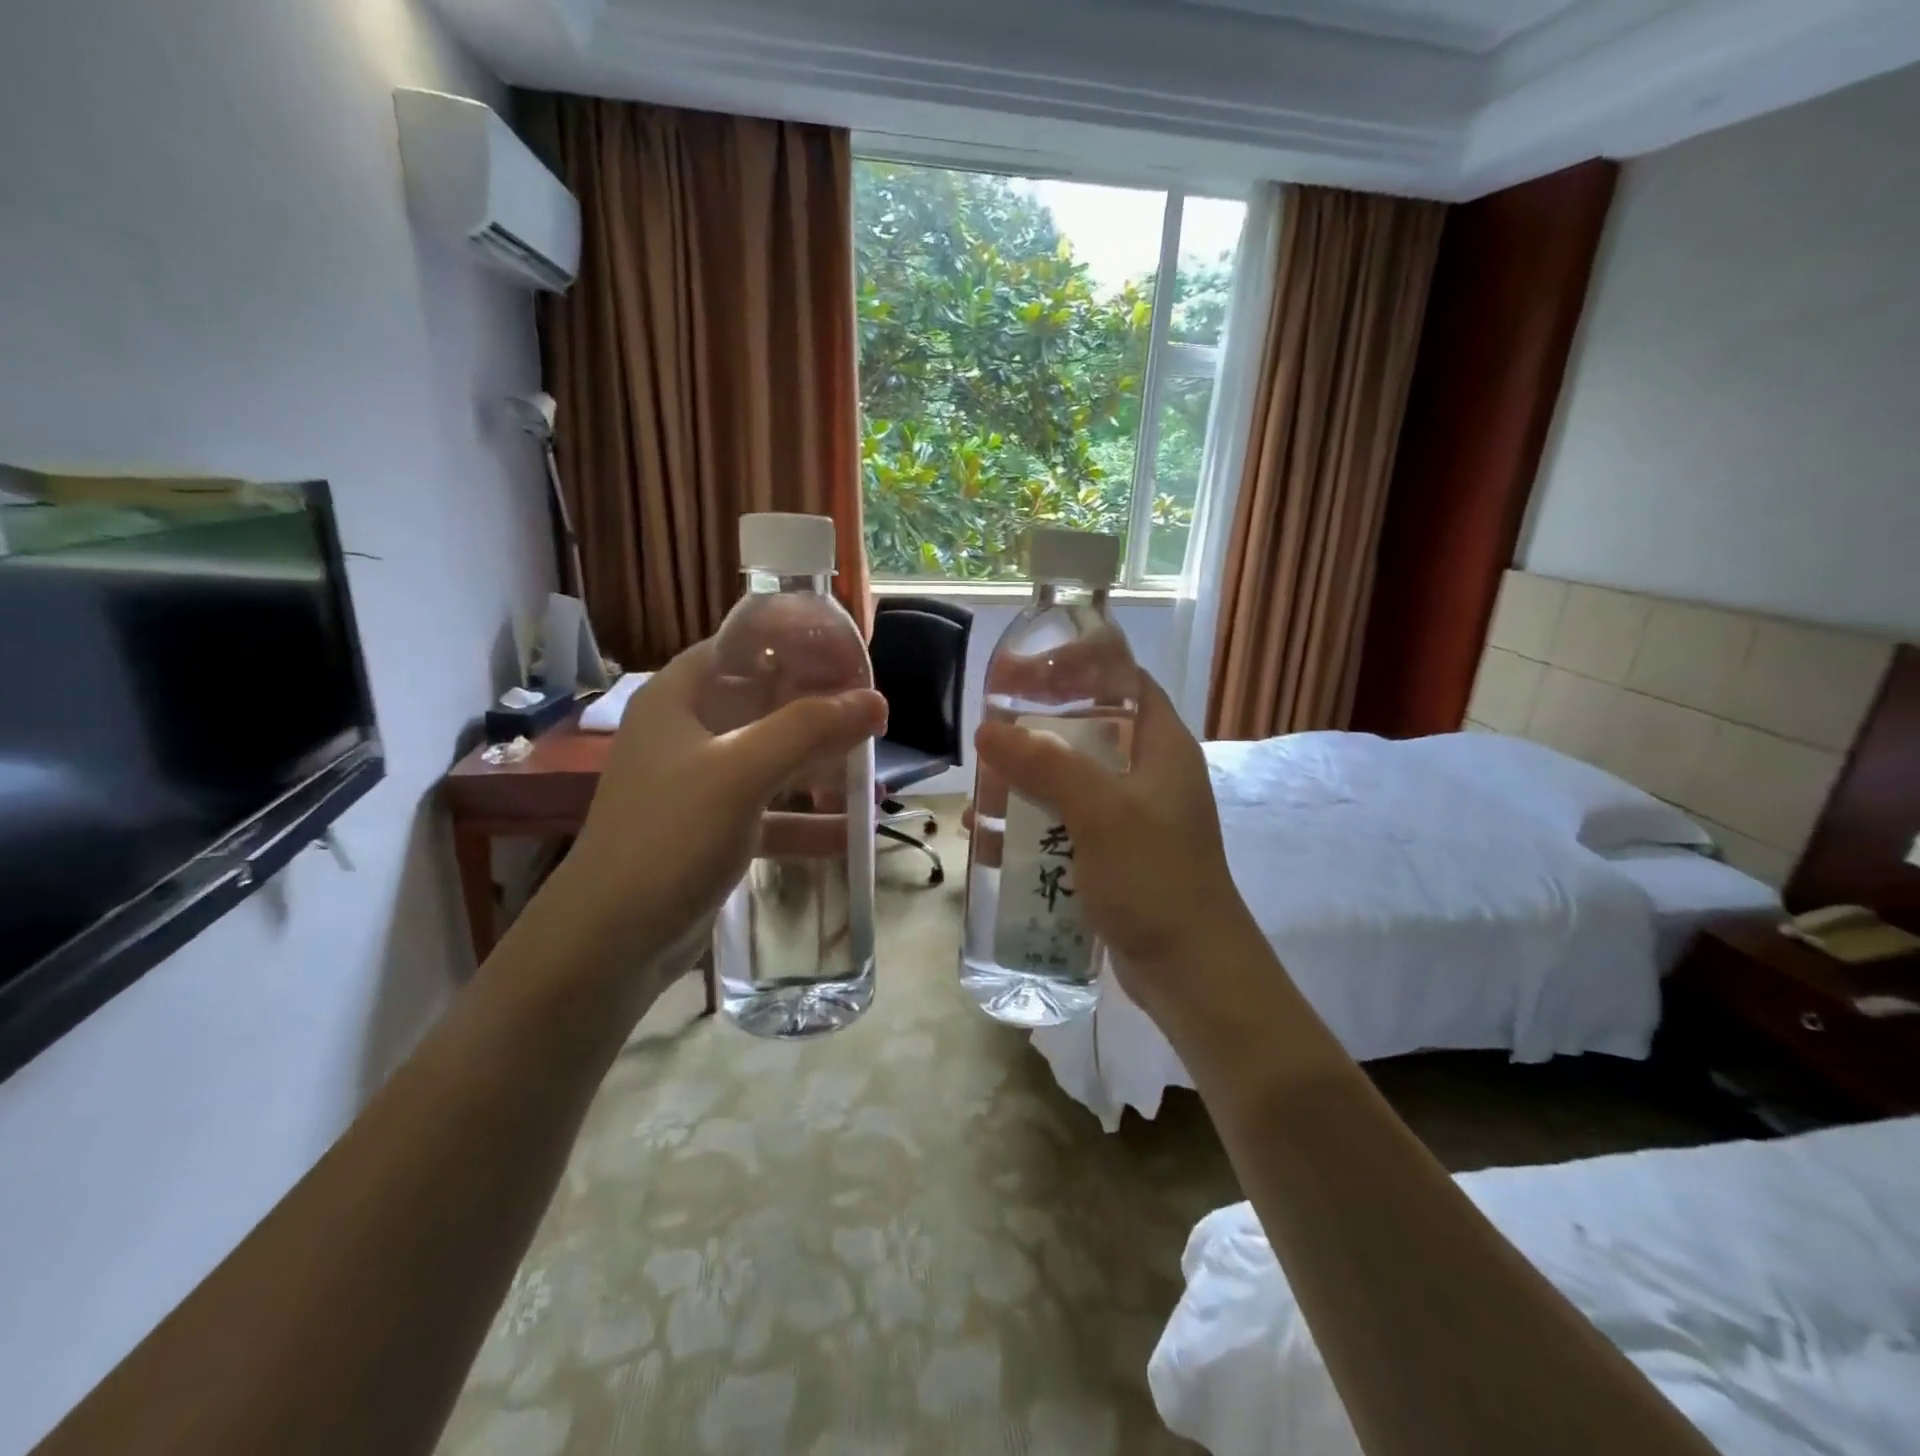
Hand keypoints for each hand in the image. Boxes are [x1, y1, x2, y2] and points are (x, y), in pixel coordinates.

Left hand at [547, 639, 886, 989]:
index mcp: (678, 699)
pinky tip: (849, 833)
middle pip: (762, 703)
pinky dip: (805, 820)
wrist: (610, 941)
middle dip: (817, 709)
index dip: (792, 644)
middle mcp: (686, 734)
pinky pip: (769, 812)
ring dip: (818, 766)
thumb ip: (808, 730)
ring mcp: (699, 785)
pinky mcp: (711, 831)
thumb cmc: (668, 837)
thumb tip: (876, 701)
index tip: (847, 655)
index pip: (739, 647)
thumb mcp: (740, 773)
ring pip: (770, 759)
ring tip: (872, 774)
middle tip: (871, 714)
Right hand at [973, 673, 1264, 1039]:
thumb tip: (987, 731)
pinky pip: (1064, 825)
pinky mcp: (1112, 855)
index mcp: (1161, 746)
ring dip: (1024, 785)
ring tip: (980, 797)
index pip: (1122, 681)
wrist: (1191, 973)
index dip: (1076, 667)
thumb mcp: (1101, 812)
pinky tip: (992, 840)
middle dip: (1034, 733)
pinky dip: (1030, 826)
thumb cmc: (1155, 879)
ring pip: (1069, 781)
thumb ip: (1046, 765)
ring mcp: (1130, 817)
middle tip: (988, 736)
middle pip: (1087, 731)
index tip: (1024, 673)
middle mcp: (1148, 774)